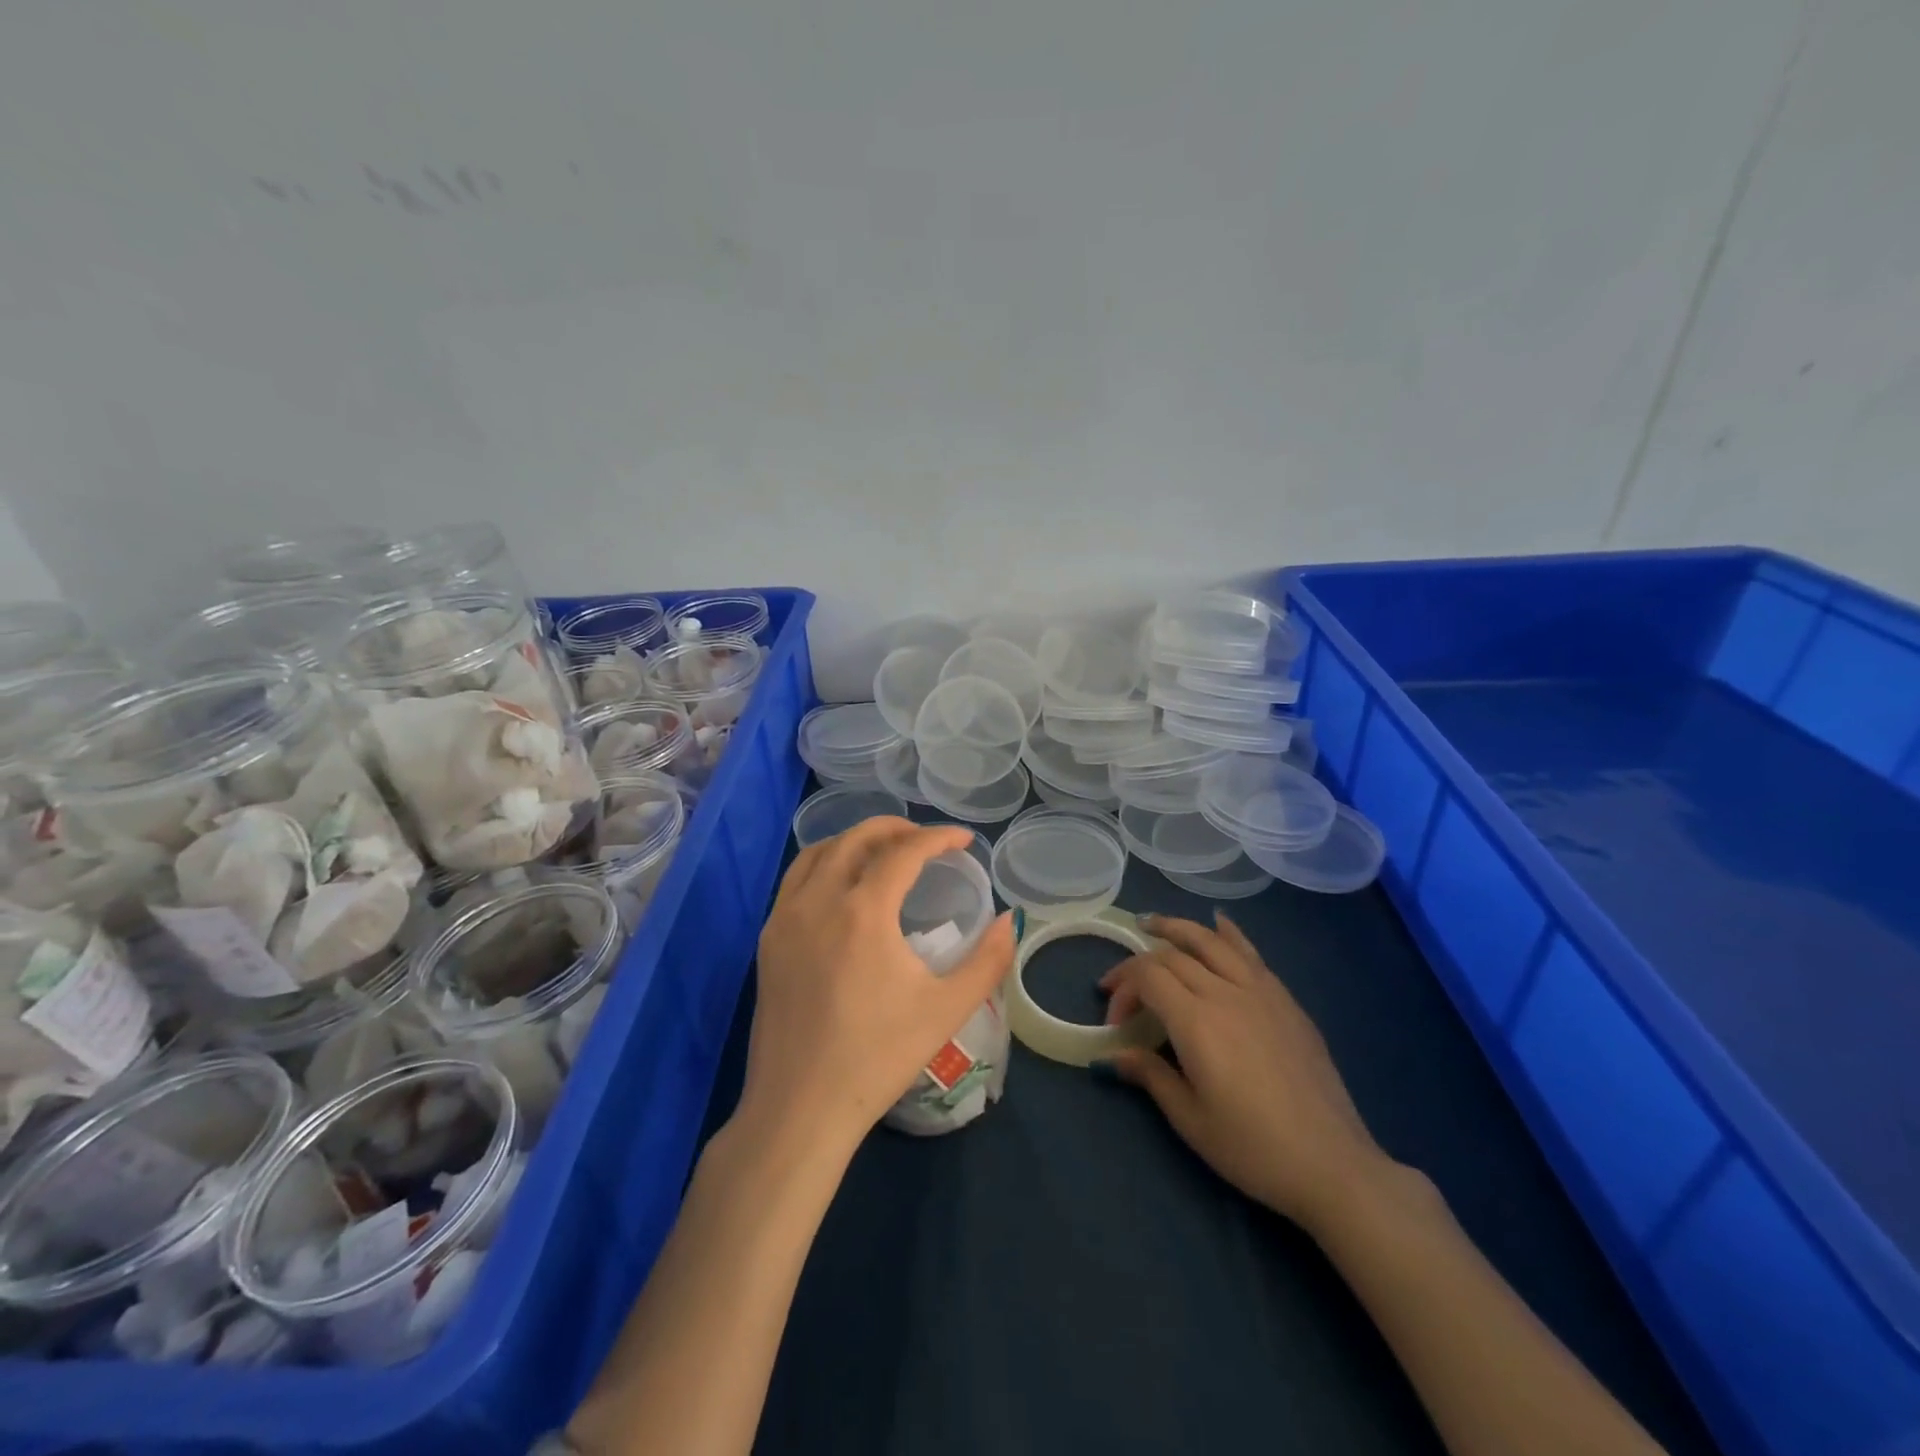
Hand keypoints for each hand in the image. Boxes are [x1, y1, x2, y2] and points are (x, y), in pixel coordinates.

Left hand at [745, 818, 1014, 1155]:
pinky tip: (841, 888)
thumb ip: (987, 959)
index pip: (904, 852)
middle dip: (894, 828)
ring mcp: (784, 919)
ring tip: (883, 853)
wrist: (800, 1108)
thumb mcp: (946, 1009)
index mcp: (863, 911)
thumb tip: (1010, 919)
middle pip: (855, 838)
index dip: (938, 837)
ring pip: (818, 853)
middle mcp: (819, 901)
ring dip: (854, 841)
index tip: (963, 840)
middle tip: (924, 839)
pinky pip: (795, 881)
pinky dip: (823, 864)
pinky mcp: (767, 941)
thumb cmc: (878, 1057)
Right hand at [1100, 911, 1385, 1232]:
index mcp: (1196, 1022)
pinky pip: (1251, 954)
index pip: (1147, 977)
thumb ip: (1150, 1075)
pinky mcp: (1286, 1001)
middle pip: (1173, 956)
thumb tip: (1114, 1054)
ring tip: (1152, 924)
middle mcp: (1225, 993)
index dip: (1123, 989)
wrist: (1331, 1164)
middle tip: (1121, 986)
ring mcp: (1260, 992)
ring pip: (1211, 941)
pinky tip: (1218, 923)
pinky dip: (1228, 934)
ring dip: (1177, 928)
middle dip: (1139, 964)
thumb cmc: (1252, 1148)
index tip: (1114, 1021)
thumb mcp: (1190, 1120)